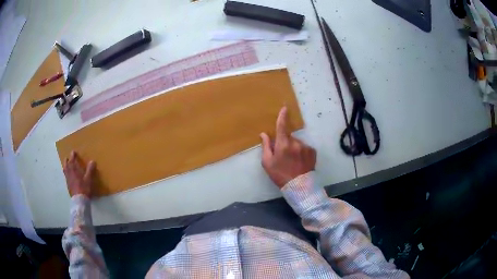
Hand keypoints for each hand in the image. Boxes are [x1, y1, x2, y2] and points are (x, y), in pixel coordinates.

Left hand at [63, 151, 95, 196]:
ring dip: (65, 166)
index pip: (72, 160)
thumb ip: (90, 170)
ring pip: (65, 170)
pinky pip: (66, 176)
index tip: (73, 151)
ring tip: (67, 165)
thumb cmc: (84, 188)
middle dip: (67, 160)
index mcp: (74, 169)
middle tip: (68, 158)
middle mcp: (69, 173)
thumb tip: (92, 161)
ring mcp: (67, 179)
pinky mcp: (68, 185)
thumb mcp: (89, 179)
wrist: (79, 200)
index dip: (72, 155)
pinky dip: (67, 173)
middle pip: (66, 164)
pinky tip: (69, 176)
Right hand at [260, 107, 315, 188]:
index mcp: (283, 144)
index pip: (282, 126)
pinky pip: (305, 148)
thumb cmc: (280, 175)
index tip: (285, 108)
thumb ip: (266, 146)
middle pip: (289, 137)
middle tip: (284, 156)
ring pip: (297, 143)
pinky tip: (300, 162)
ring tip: (293, 162)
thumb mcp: (268, 163)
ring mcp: (306, 147)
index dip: (282, 116)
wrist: (299, 187)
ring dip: (294, 148)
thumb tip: (264, 134)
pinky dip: (302, 152)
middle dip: (285, 143)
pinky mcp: (313, 152)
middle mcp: (296, 143)